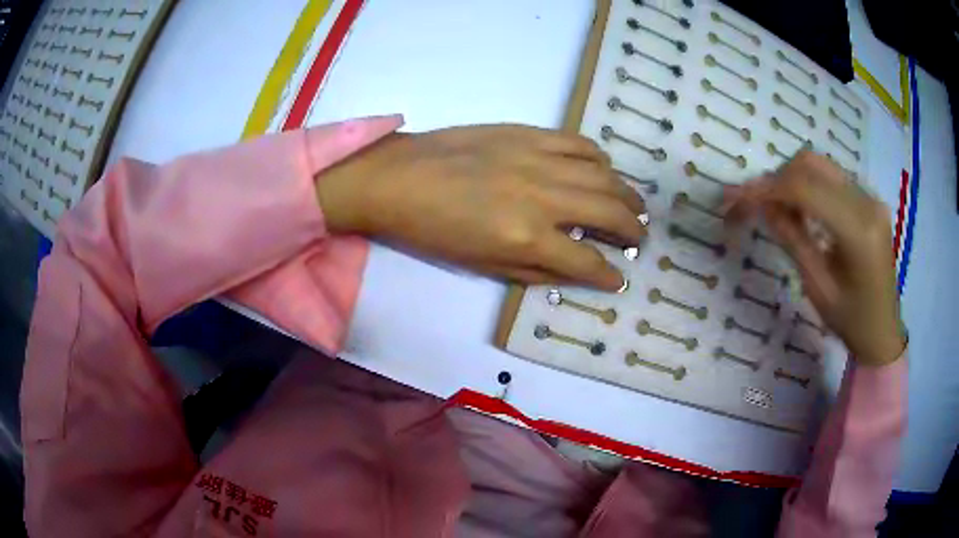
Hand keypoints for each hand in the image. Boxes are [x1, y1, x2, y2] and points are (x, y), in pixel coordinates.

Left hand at [316, 125, 646, 291]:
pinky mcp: (528, 133)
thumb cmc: (435, 232)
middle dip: (633, 230)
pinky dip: (598, 157)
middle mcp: (543, 197)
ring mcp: (538, 159)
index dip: (609, 275)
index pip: (588, 261)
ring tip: (635, 205)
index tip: (619, 278)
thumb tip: (579, 269)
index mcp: (527, 238)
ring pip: (603, 174)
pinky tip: (602, 167)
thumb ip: (539, 270)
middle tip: (641, 238)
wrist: (399, 179)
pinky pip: (578, 142)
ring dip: (626, 193)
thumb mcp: (486, 266)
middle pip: (609, 212)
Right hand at [725, 151, 905, 365]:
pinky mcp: (869, 199)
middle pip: (812, 165)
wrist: (883, 330)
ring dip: (792, 180)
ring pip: (821, 166)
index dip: (767, 188)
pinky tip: (801, 209)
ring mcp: (870, 197)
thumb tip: (763, 206)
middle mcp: (867, 202)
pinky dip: (809, 185)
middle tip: (755, 203)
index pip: (806, 190)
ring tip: (776, 207)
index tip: (735, 197)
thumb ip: (793, 241)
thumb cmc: (851, 321)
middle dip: (778, 179)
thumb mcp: (818, 288)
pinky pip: (832, 178)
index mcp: (858, 232)